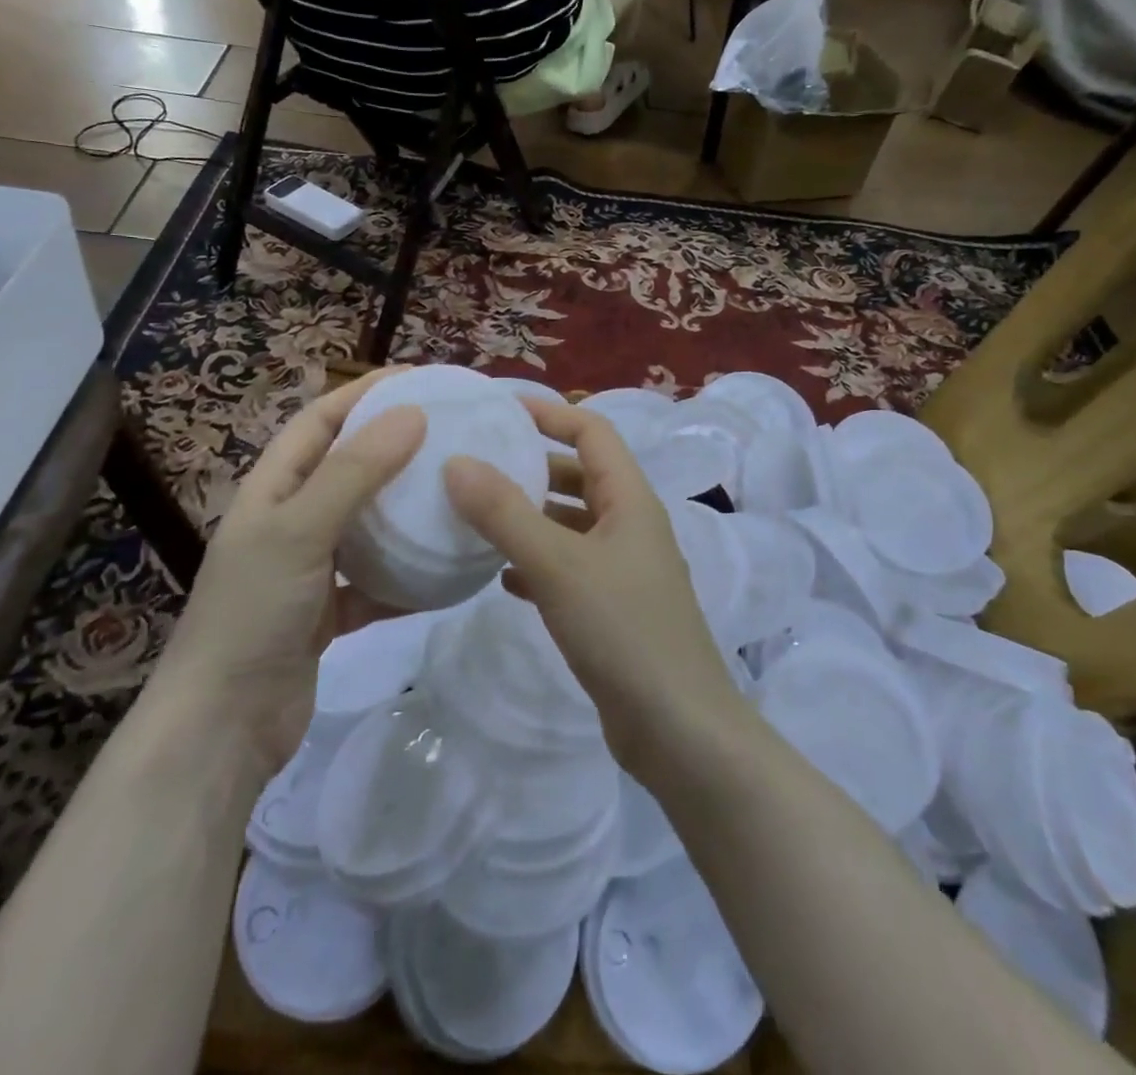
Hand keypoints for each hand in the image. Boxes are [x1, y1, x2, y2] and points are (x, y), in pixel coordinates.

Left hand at [153, 369, 425, 775]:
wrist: (222, 728)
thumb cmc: (253, 613)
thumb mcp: (301, 531)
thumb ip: (355, 472)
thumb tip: (412, 413)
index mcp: (273, 489)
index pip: (321, 420)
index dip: (365, 393)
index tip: (421, 380)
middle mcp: (291, 521)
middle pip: (349, 467)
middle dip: (394, 445)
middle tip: (452, 433)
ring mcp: (310, 568)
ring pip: (367, 524)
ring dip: (405, 509)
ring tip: (457, 491)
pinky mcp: (329, 612)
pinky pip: (377, 580)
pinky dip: (407, 574)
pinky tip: (447, 569)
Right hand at [443, 398, 745, 777]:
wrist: (678, 729)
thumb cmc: (623, 630)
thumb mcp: (558, 565)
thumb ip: (505, 513)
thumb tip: (457, 462)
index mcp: (631, 500)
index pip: (593, 432)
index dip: (550, 413)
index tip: (500, 407)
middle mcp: (632, 526)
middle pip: (581, 476)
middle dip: (534, 465)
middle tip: (478, 463)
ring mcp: (625, 570)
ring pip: (572, 525)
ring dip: (531, 517)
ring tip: (477, 516)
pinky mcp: (614, 610)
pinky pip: (569, 569)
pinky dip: (537, 564)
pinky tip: (501, 577)